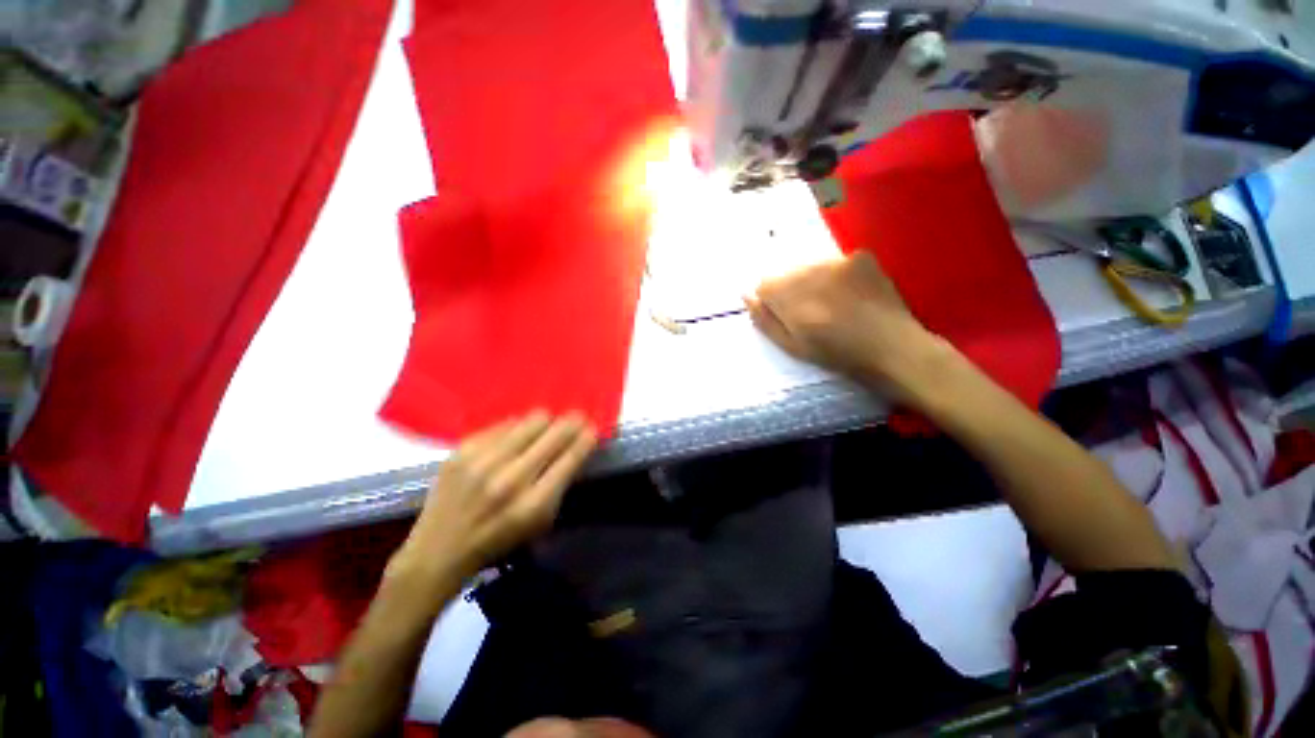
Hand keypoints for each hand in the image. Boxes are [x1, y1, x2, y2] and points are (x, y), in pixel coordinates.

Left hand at [392, 412, 596, 584]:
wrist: (438, 550)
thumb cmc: (498, 540)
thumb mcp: (540, 522)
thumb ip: (560, 484)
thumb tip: (576, 447)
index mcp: (532, 504)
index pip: (570, 458)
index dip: (586, 438)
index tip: (593, 428)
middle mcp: (509, 478)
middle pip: (554, 433)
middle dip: (572, 423)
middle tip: (577, 419)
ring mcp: (483, 461)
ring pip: (531, 421)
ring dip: (546, 422)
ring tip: (547, 426)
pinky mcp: (462, 450)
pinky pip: (504, 424)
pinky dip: (517, 427)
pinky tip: (517, 436)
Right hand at [746, 252, 953, 402]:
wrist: (892, 347)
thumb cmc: (838, 355)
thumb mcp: (793, 347)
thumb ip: (765, 320)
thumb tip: (746, 295)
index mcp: (792, 301)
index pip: (765, 285)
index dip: (773, 301)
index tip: (789, 316)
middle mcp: (812, 275)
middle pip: (786, 274)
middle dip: (792, 290)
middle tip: (814, 312)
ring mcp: (838, 262)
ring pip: (809, 267)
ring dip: (813, 281)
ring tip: (834, 303)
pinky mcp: (860, 256)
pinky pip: (833, 261)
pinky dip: (836, 275)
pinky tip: (851, 293)